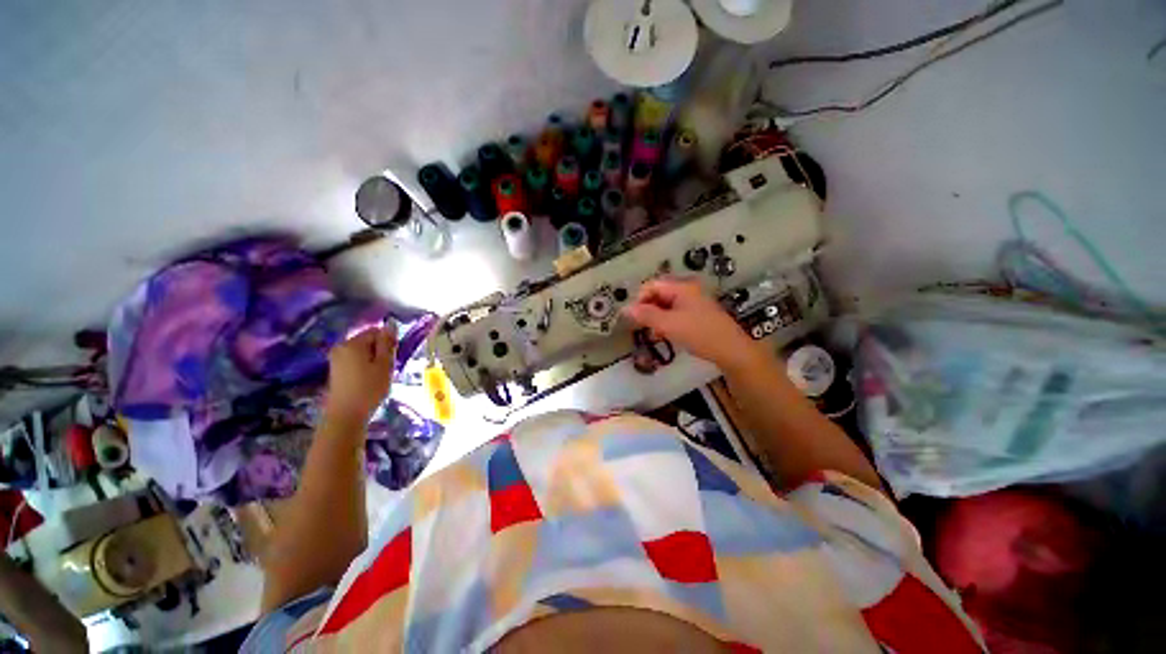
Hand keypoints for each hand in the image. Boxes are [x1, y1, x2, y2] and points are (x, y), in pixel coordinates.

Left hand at [323, 326, 395, 425]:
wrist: (345, 415)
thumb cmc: (369, 389)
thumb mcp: (385, 365)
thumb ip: (387, 343)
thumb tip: (390, 324)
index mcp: (352, 343)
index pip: (376, 331)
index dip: (388, 342)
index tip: (393, 358)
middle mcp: (341, 346)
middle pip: (368, 341)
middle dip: (380, 351)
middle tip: (387, 368)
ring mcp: (336, 358)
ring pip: (362, 351)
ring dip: (373, 359)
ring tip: (378, 376)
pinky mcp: (335, 369)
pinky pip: (355, 360)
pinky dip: (364, 366)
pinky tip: (368, 380)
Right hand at [622, 278, 758, 370]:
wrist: (731, 351)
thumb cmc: (699, 334)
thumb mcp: (669, 324)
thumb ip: (645, 315)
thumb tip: (624, 309)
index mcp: (681, 288)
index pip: (652, 286)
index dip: (639, 299)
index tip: (632, 318)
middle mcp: (687, 291)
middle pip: (658, 294)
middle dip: (647, 310)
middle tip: (640, 327)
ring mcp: (694, 303)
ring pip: (666, 306)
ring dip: (656, 318)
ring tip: (652, 334)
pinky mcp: (697, 315)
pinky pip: (675, 314)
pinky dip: (666, 323)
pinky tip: (664, 335)